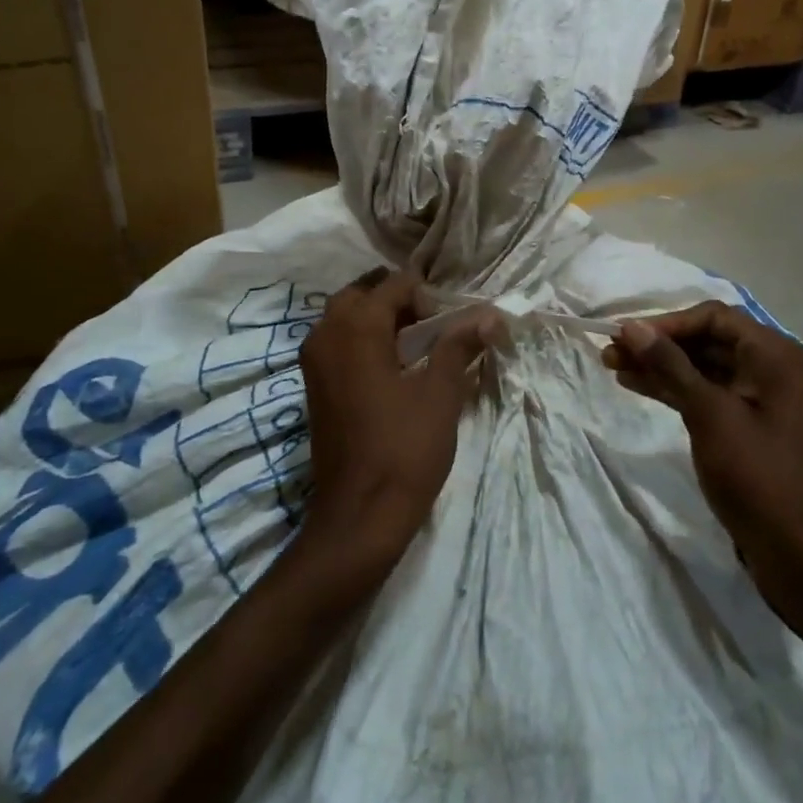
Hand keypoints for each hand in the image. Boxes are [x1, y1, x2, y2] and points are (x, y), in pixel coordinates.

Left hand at [295, 269, 500, 578]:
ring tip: (414, 341)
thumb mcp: (440, 393)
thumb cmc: (404, 450)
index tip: (449, 323)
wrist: (358, 517)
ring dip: (376, 318)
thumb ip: (459, 345)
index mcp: (356, 328)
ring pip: (343, 317)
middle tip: (430, 323)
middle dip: (396, 299)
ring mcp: (313, 362)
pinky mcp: (312, 386)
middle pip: (361, 294)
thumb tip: (490, 313)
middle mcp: (326, 334)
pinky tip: (390, 366)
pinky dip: (360, 339)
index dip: (425, 296)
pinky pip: (335, 342)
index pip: (393, 285)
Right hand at [604, 302, 802, 647]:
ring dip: (660, 366)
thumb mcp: (711, 415)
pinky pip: (707, 394)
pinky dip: (675, 390)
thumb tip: (632, 326)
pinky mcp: (749, 428)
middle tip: (610, 353)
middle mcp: (771, 369)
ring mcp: (760, 400)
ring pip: (703, 368)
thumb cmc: (760, 477)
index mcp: (775, 355)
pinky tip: (639, 387)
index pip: (713, 317)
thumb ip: (670, 366)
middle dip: (658, 344)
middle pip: (707, 340)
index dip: (667, 323)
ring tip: (614, 367)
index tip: (627, 337)